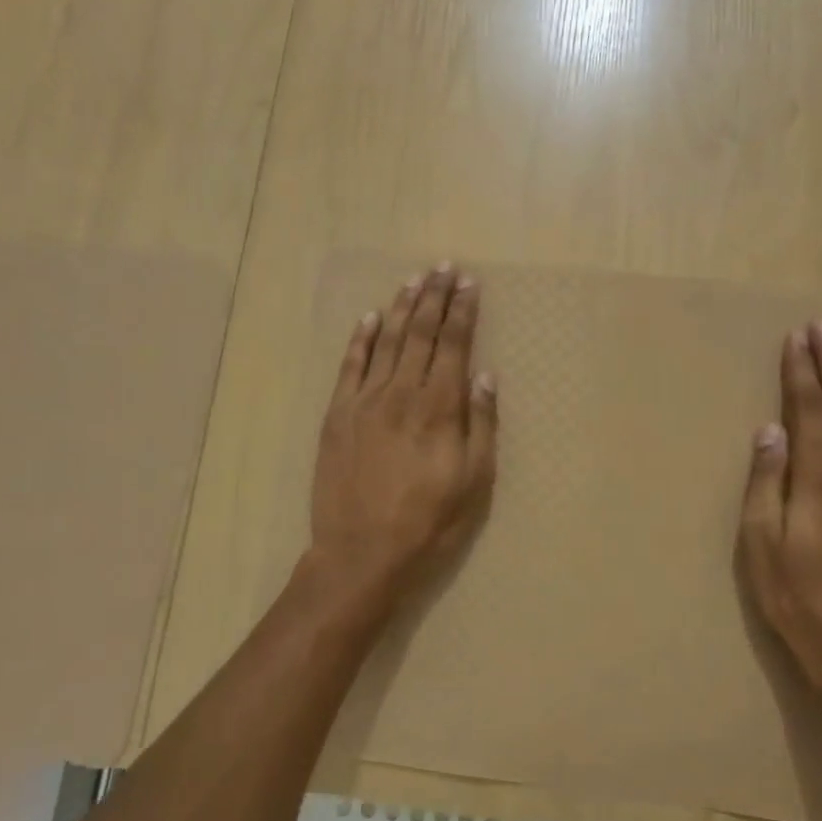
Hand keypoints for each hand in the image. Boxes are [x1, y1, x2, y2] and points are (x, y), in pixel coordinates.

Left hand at [308, 264, 497, 614]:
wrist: (361, 553)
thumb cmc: (429, 523)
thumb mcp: (474, 482)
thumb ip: (481, 425)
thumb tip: (485, 376)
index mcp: (439, 408)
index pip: (454, 345)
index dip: (462, 311)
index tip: (469, 283)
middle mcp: (402, 393)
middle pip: (421, 334)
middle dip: (435, 297)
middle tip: (444, 267)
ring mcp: (365, 401)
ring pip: (387, 342)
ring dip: (402, 308)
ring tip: (414, 280)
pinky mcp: (337, 415)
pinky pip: (350, 366)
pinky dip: (361, 339)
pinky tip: (370, 318)